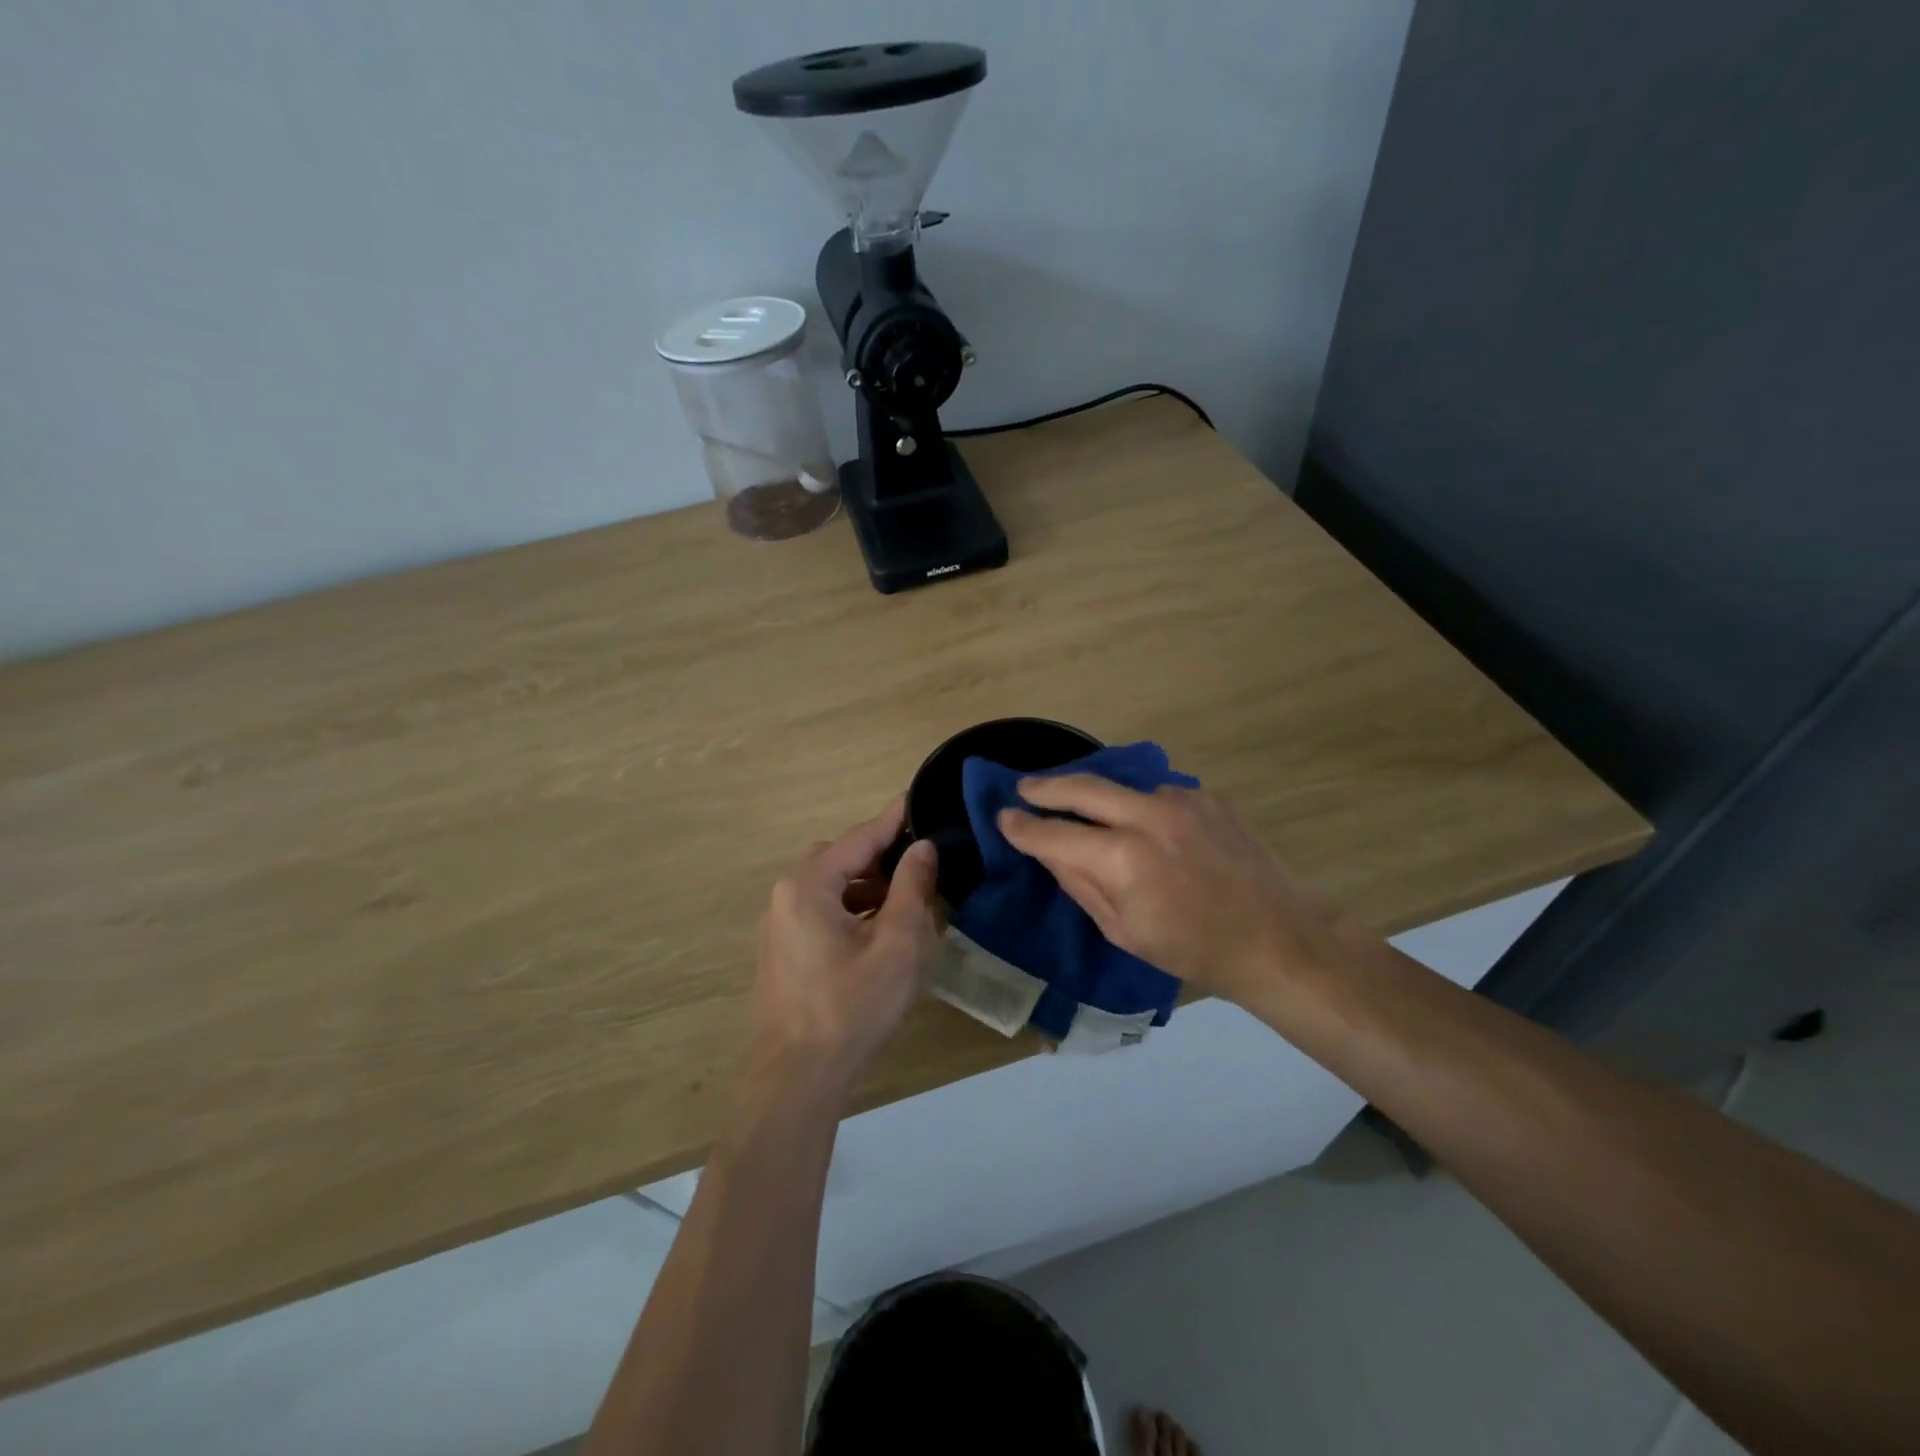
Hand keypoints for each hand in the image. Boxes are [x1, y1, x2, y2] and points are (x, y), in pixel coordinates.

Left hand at [748, 799, 940, 1087]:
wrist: (799, 1075)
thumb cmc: (852, 1006)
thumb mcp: (896, 944)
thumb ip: (911, 888)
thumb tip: (922, 847)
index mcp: (808, 885)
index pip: (859, 838)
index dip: (894, 819)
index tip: (919, 797)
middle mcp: (786, 894)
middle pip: (842, 858)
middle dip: (882, 856)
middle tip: (922, 860)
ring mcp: (781, 922)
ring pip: (832, 884)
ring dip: (868, 884)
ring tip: (908, 897)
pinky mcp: (784, 947)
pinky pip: (822, 908)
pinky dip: (852, 907)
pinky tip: (880, 926)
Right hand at [997, 777, 1357, 1007]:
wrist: (1278, 936)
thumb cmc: (1193, 949)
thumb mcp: (1123, 930)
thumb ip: (1080, 883)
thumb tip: (1047, 850)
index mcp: (1124, 859)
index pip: (1055, 834)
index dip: (1024, 827)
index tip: (1004, 818)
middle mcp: (1149, 816)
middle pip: (1082, 787)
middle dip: (1046, 787)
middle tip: (1024, 788)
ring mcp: (1181, 800)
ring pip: (1121, 784)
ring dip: (1093, 791)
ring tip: (1074, 799)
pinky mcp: (1206, 795)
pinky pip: (1155, 792)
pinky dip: (1134, 801)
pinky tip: (1133, 816)